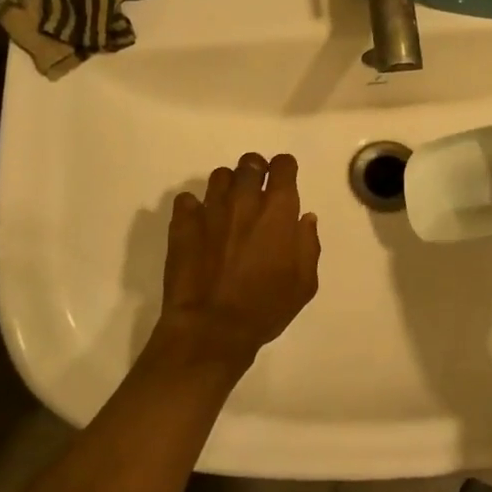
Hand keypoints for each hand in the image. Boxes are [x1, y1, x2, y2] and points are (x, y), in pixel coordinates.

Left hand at [149, 152, 320, 377]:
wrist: (212, 327)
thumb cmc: (265, 307)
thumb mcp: (304, 283)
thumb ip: (308, 244)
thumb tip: (304, 219)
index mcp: (277, 210)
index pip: (283, 165)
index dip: (285, 168)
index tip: (284, 179)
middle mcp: (244, 200)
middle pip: (249, 163)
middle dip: (256, 171)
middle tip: (257, 191)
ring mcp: (210, 209)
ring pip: (219, 176)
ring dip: (228, 186)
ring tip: (228, 207)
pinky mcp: (183, 223)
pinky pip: (187, 200)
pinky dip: (195, 208)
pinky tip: (200, 224)